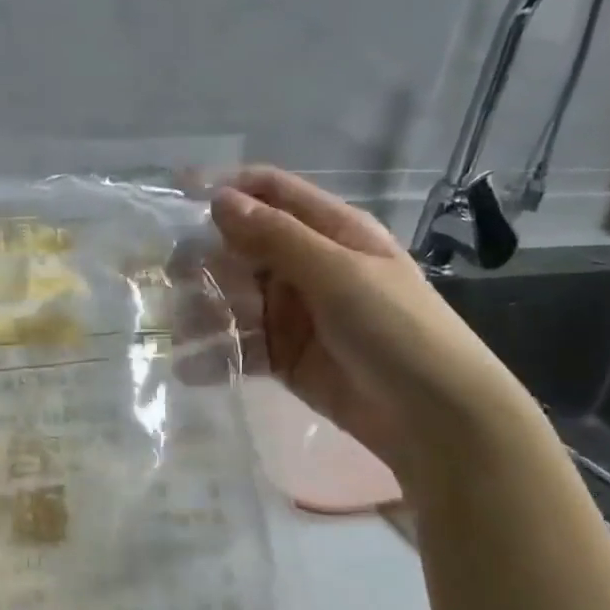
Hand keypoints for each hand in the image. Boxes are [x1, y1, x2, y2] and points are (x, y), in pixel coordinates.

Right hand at [202, 168, 536, 487]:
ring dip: (204, 309)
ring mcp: (293, 313)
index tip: (176, 199)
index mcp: (330, 232)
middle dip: (205, 259)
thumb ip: (277, 237)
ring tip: (182, 332)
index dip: (226, 190)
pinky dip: (215, 353)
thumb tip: (219, 199)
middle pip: (242, 247)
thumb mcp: (339, 274)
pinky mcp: (283, 357)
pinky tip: (190, 366)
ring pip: (234, 297)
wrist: (435, 419)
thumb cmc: (397, 330)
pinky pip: (240, 345)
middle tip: (173, 280)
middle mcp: (307, 266)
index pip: (270, 193)